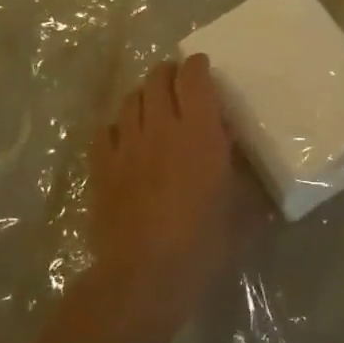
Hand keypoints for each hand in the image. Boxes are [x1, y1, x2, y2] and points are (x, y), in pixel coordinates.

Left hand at [85, 55, 262, 325]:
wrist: (144, 276)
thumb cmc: (203, 244)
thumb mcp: (240, 209)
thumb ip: (242, 175)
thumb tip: (241, 158)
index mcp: (199, 131)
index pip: (194, 78)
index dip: (197, 66)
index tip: (203, 67)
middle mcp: (161, 127)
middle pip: (157, 79)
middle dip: (168, 73)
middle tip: (178, 82)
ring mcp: (127, 145)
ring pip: (130, 100)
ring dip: (143, 95)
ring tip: (152, 105)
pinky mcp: (102, 166)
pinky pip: (106, 130)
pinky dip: (118, 126)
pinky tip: (125, 138)